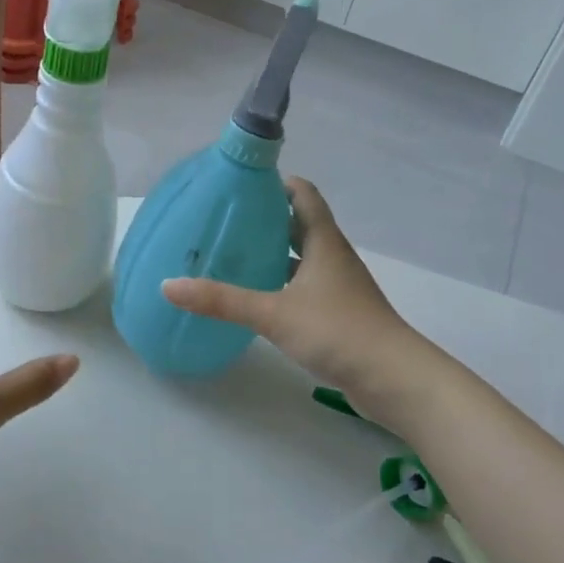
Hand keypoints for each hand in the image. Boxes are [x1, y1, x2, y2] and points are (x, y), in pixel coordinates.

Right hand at [161, 178, 420, 408]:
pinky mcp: (336, 314)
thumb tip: (168, 285)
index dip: (275, 182)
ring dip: (271, 253)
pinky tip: (255, 298)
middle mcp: (331, 257)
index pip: (302, 194)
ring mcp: (336, 286)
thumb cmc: (338, 332)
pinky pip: (302, 287)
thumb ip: (221, 300)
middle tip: (223, 220)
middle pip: (298, 224)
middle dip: (264, 219)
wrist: (395, 380)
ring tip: (231, 255)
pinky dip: (279, 284)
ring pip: (299, 258)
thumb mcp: (273, 313)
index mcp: (323, 241)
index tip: (240, 184)